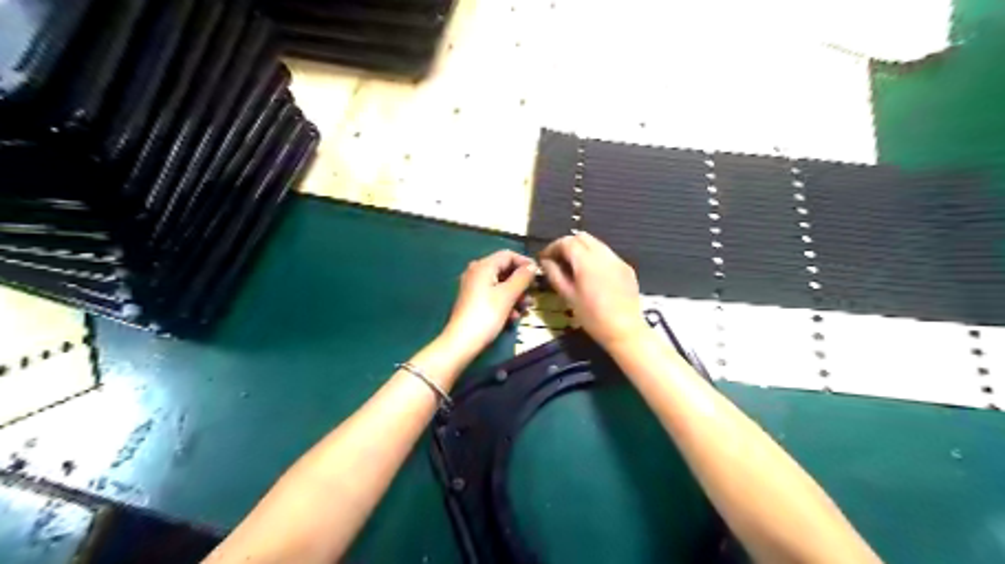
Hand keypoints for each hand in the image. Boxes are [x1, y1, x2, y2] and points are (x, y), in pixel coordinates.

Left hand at [441, 248, 533, 357]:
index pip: (508, 255)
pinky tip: (512, 318)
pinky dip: (505, 303)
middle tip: (532, 296)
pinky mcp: (473, 301)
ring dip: (515, 296)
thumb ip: (522, 278)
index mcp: (483, 266)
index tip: (538, 275)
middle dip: (521, 283)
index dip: (525, 262)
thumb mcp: (508, 295)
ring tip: (524, 310)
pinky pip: (493, 296)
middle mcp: (476, 272)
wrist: (462, 342)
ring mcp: (473, 287)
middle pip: (504, 270)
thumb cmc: (486, 315)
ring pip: (500, 285)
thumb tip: (532, 266)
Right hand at [538, 231, 647, 346]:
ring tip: (573, 267)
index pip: (566, 242)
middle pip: (582, 237)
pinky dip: (595, 257)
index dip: (552, 247)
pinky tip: (592, 275)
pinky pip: (607, 255)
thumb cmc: (592, 316)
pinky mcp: (626, 268)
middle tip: (558, 260)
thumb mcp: (568, 297)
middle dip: (567, 244)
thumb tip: (545, 261)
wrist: (625, 330)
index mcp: (587, 261)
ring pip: (596, 244)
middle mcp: (603, 255)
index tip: (544, 258)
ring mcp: (617, 260)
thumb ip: (555, 275)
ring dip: (582, 249)